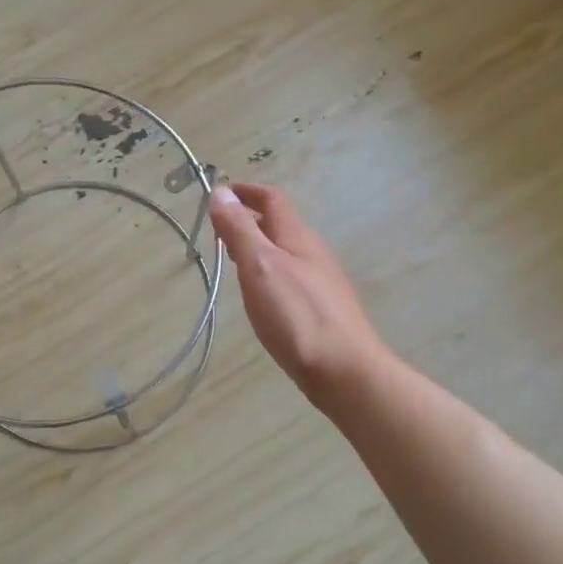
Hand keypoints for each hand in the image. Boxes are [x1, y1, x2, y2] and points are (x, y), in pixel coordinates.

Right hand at [209, 183, 389, 409]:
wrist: (345, 372)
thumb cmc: (298, 315)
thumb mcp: (261, 266)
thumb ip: (240, 230)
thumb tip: (221, 192)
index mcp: (298, 237)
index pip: (273, 200)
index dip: (246, 192)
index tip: (220, 193)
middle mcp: (312, 254)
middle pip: (279, 225)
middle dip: (249, 220)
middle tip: (218, 230)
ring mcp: (319, 283)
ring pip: (284, 253)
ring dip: (258, 247)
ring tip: (232, 259)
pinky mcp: (319, 310)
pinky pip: (289, 277)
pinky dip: (267, 273)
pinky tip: (259, 296)